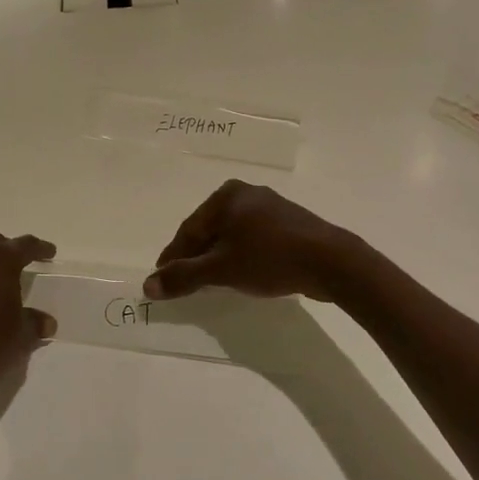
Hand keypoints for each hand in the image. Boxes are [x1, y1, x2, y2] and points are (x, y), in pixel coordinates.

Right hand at [144, 181, 357, 302]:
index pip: (188, 230)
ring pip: (231, 235)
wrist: (331, 261)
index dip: (173, 257)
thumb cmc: (269, 258)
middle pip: (209, 230)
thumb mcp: (221, 269)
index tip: (161, 279)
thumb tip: (148, 286)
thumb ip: (183, 276)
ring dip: (218, 257)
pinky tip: (241, 272)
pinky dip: (241, 255)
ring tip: (211, 282)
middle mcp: (245, 193)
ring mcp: (269, 206)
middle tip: (183, 282)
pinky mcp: (288, 222)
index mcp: (225, 197)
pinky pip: (252, 238)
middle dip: (195, 257)